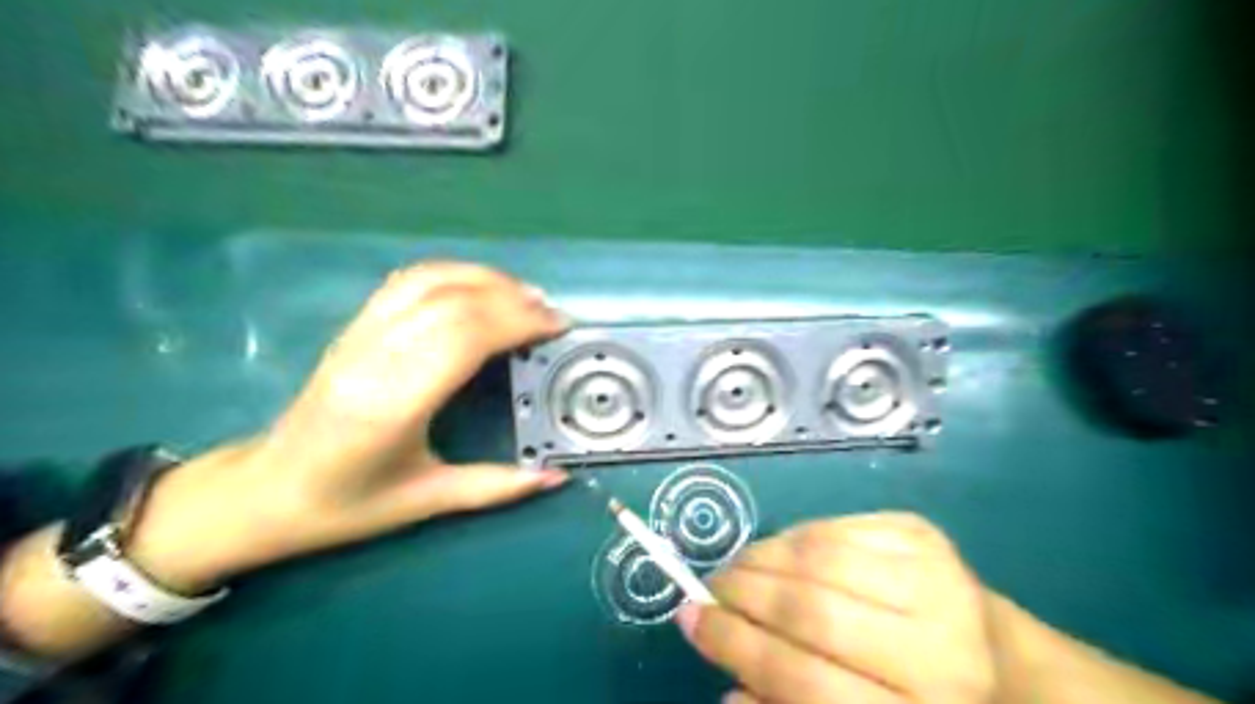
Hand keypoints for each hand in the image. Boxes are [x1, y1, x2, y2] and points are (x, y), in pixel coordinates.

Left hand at [125, 261, 569, 589]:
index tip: (557, 326)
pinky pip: (408, 281)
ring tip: (526, 295)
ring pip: (429, 281)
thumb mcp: (425, 501)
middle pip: (453, 302)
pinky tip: (480, 287)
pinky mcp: (355, 326)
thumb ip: (496, 486)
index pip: (464, 337)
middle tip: (552, 313)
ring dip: (485, 279)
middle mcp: (374, 358)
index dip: (517, 321)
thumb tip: (556, 478)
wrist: (265, 491)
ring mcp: (359, 335)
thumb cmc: (345, 505)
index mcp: (392, 404)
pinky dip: (453, 274)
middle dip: (512, 299)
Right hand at [677, 510, 1001, 703]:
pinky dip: (793, 537)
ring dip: (760, 558)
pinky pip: (834, 526)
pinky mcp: (923, 534)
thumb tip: (725, 688)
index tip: (689, 620)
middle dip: (741, 594)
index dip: (735, 646)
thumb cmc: (913, 701)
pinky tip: (780, 552)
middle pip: (810, 609)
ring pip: (817, 556)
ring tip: (737, 569)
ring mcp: (935, 578)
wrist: (998, 661)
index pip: (804, 679)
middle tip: (709, 589)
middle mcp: (937, 647)